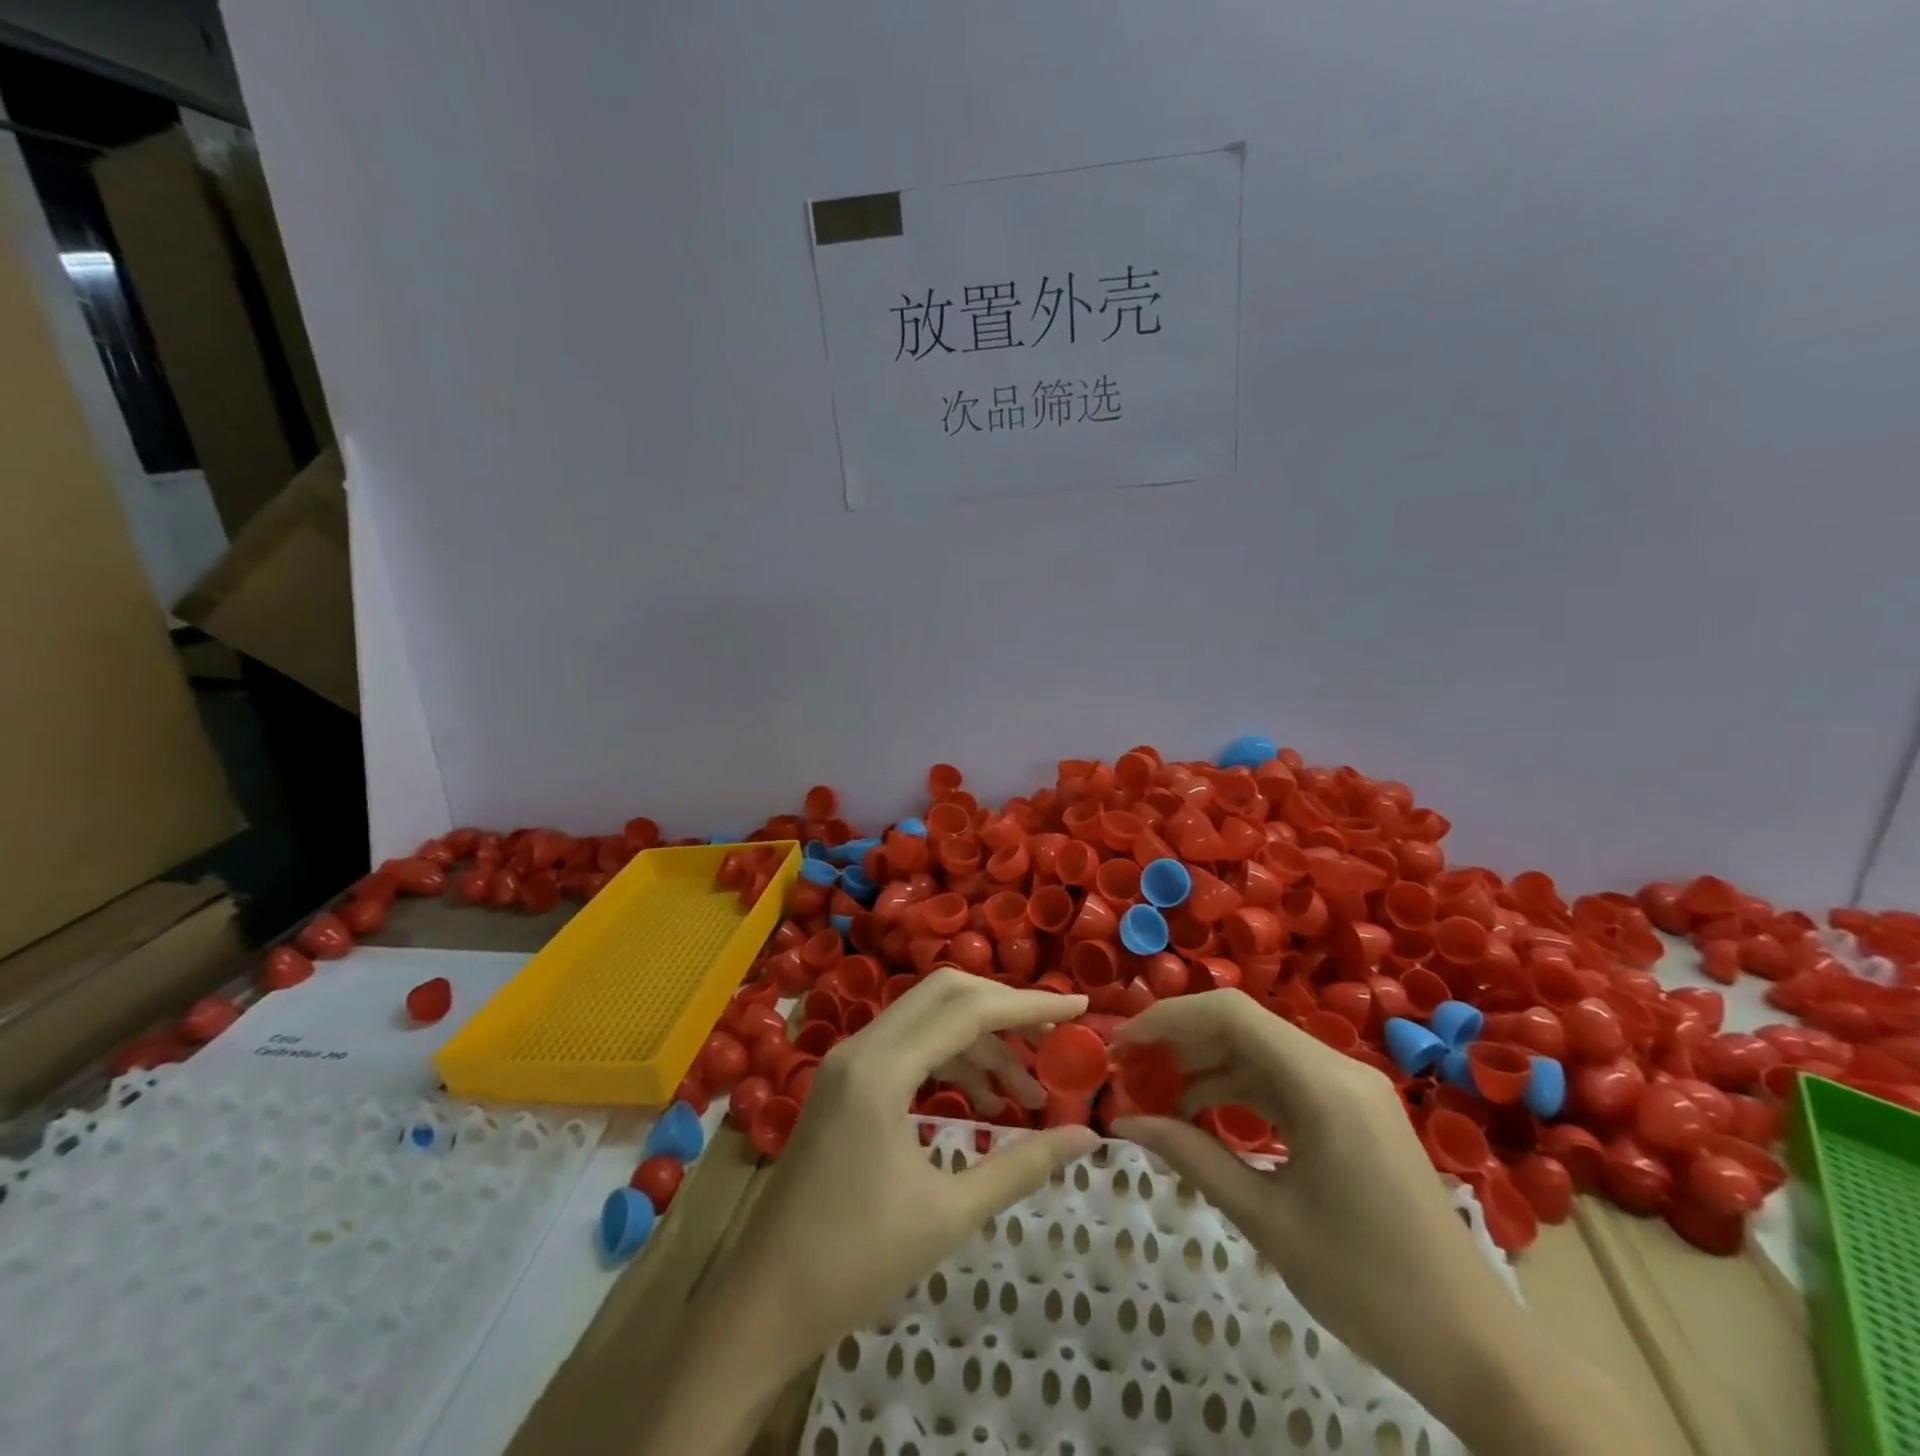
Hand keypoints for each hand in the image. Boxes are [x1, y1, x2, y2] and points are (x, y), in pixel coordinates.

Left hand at [732, 969, 1099, 1353]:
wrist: (761, 1304)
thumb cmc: (854, 1263)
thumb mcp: (948, 1215)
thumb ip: (1021, 1166)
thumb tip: (1088, 1137)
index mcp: (881, 1070)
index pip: (967, 1010)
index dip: (1028, 1006)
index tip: (1080, 1008)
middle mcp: (861, 1047)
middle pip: (945, 994)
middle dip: (1004, 1009)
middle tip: (1052, 1037)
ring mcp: (847, 1061)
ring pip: (926, 1018)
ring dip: (979, 1042)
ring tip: (1025, 1093)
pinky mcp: (843, 1082)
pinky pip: (906, 1045)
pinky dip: (949, 1059)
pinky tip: (980, 1101)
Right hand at [1112, 991, 1514, 1386]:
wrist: (1477, 1352)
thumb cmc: (1370, 1288)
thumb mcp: (1267, 1220)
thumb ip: (1192, 1157)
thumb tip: (1123, 1123)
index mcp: (1325, 1085)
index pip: (1231, 1015)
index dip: (1168, 1019)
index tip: (1123, 1045)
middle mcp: (1339, 1069)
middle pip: (1243, 1027)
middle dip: (1180, 1042)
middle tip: (1129, 1070)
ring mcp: (1350, 1090)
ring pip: (1260, 1053)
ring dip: (1205, 1067)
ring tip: (1155, 1096)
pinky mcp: (1353, 1113)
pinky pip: (1282, 1082)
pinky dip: (1237, 1091)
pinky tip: (1202, 1116)